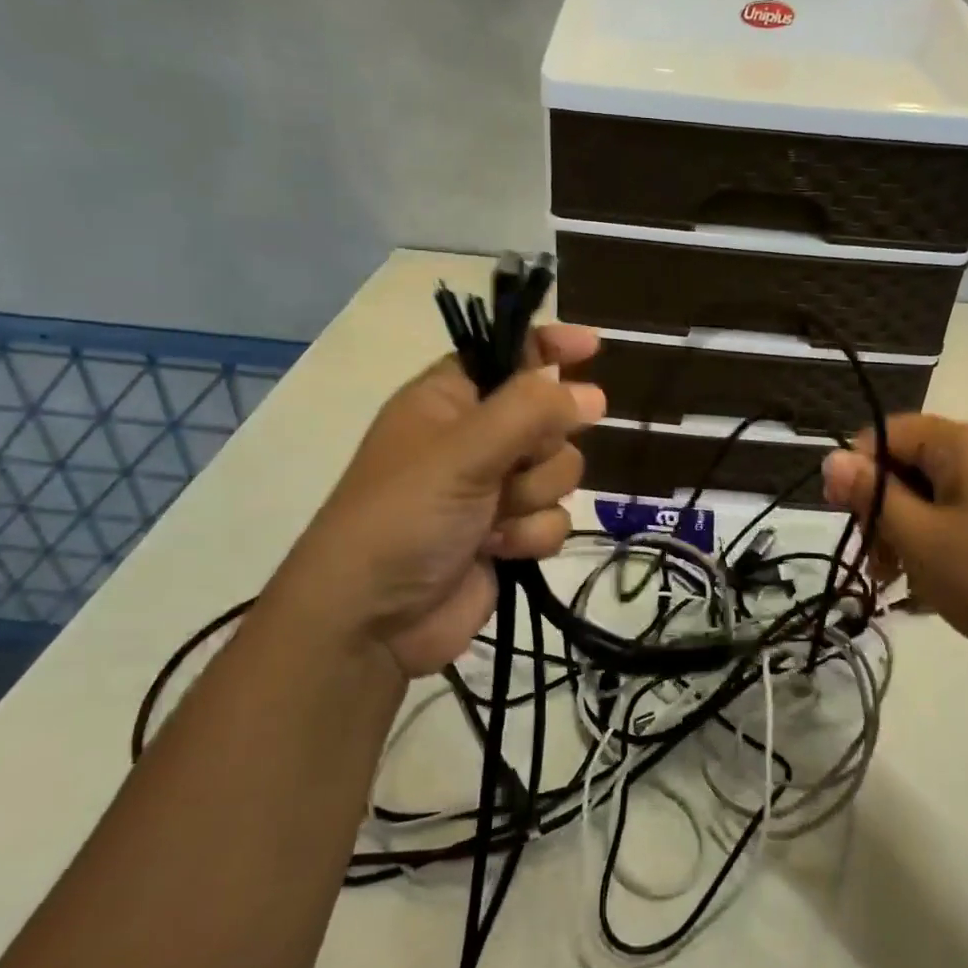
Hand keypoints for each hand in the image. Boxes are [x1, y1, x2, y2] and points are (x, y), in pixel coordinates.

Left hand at [259, 324, 605, 676]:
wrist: (373, 621)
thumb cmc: (405, 516)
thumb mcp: (464, 450)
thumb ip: (532, 411)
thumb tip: (594, 395)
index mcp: (450, 399)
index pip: (510, 354)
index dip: (550, 346)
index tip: (594, 346)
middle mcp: (476, 437)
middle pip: (550, 418)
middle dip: (540, 448)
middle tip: (509, 466)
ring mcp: (494, 488)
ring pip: (560, 471)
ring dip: (532, 497)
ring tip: (492, 519)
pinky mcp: (510, 534)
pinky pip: (555, 518)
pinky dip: (531, 535)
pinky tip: (498, 550)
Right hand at [821, 415, 967, 690]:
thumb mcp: (917, 537)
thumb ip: (870, 494)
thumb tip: (831, 458)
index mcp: (965, 442)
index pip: (887, 433)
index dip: (857, 469)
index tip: (843, 516)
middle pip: (911, 463)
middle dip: (883, 508)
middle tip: (876, 562)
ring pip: (934, 494)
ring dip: (906, 532)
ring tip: (900, 581)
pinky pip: (963, 515)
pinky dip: (938, 542)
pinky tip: (931, 585)